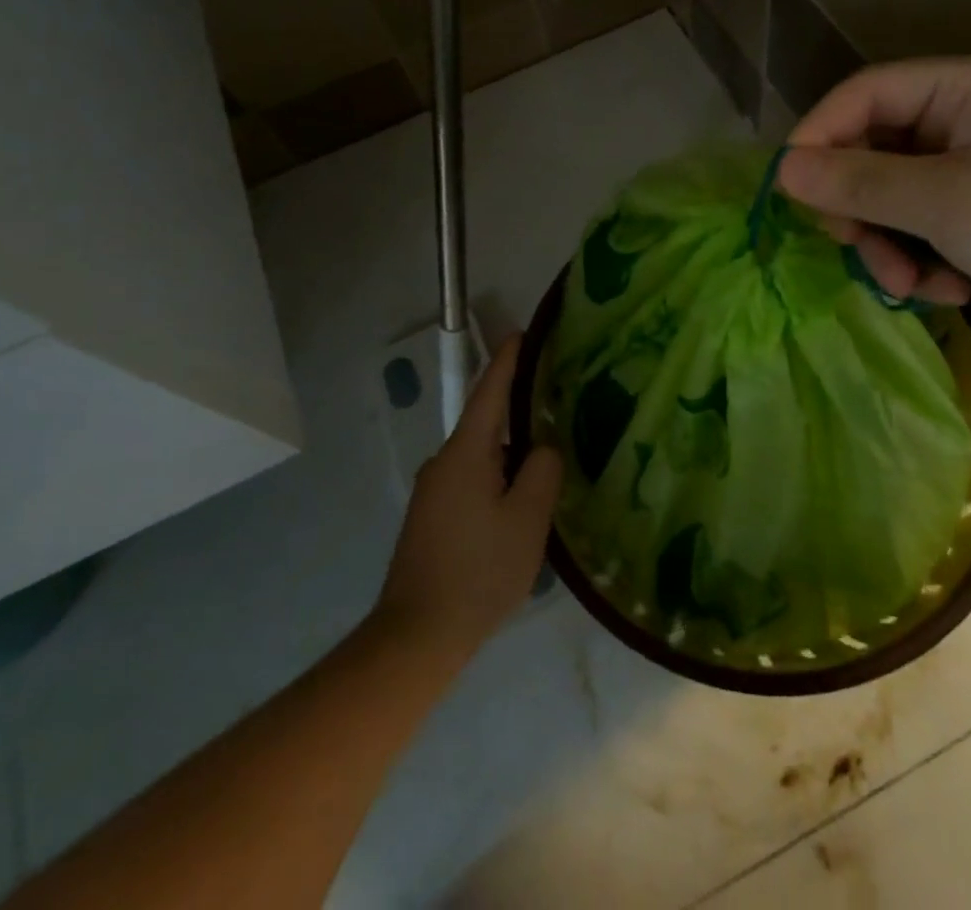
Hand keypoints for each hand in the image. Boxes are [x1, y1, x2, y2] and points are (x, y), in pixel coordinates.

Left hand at [373, 335, 561, 661]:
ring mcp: (433, 491)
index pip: (488, 392)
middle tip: (554, 405)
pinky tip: (517, 503)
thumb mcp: (527, 520)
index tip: (520, 333)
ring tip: (544, 461)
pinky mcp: (430, 517)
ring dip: (509, 453)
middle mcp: (443, 462)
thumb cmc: (478, 572)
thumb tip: (541, 449)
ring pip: (480, 457)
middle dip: (517, 412)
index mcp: (465, 453)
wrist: (416, 636)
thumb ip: (542, 472)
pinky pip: (471, 481)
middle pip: (485, 424)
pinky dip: (496, 478)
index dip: (506, 361)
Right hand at [778, 57, 970, 364]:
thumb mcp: (954, 203)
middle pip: (875, 148)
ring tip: (911, 284)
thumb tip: (782, 169)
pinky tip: (952, 291)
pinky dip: (925, 261)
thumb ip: (863, 182)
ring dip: (890, 243)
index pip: (867, 93)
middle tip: (854, 249)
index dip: (820, 134)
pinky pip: (926, 229)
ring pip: (895, 197)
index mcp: (970, 90)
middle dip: (860, 205)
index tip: (789, 190)